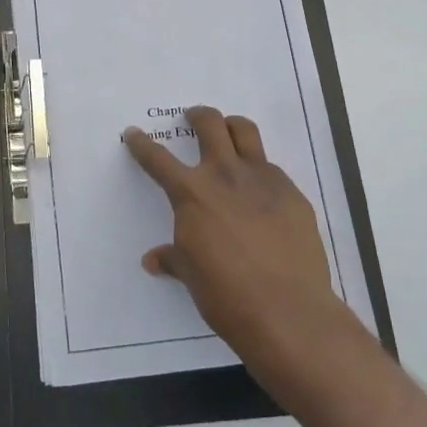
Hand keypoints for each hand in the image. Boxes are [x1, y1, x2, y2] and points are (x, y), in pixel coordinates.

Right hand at [123, 106, 356, 385]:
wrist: (287, 309)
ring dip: (232, 127)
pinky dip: (260, 171)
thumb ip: (174, 259)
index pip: (158, 159)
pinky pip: (272, 169)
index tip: (134, 134)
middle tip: (194, 118)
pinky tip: (261, 193)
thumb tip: (154, 260)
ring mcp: (263, 179)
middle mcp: (225, 175)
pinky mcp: (292, 193)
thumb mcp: (191, 274)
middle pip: (210, 124)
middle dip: (198, 116)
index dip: (142, 145)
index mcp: (192, 193)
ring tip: (229, 133)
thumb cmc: (226, 294)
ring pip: (246, 131)